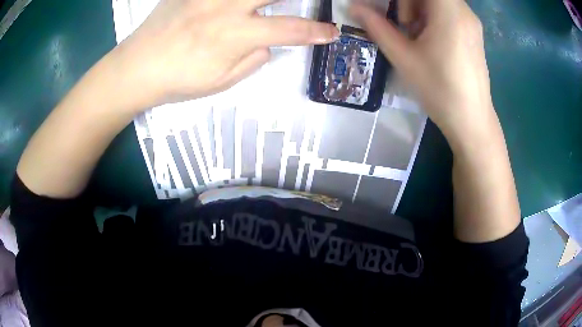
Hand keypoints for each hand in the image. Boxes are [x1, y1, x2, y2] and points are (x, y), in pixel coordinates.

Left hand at [109, 0, 339, 109]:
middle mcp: (226, 7)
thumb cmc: (177, 80)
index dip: (316, 32)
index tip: (331, 33)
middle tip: (313, 2)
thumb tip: (270, 45)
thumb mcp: (221, 82)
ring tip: (272, 3)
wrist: (136, 67)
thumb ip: (252, 61)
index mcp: (236, 35)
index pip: (289, 30)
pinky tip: (237, 4)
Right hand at [350, 0, 496, 149]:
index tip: (398, 16)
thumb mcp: (403, 57)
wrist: (472, 122)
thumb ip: (377, 27)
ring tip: (420, 38)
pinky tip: (434, 43)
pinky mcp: (475, 34)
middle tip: (406, 27)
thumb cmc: (439, 90)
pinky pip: (451, 12)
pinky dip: (435, 18)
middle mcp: (465, 11)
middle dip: (411, 3)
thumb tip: (353, 6)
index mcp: (449, 12)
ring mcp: (472, 23)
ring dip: (422, 10)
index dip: (404, 0)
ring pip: (440, 2)